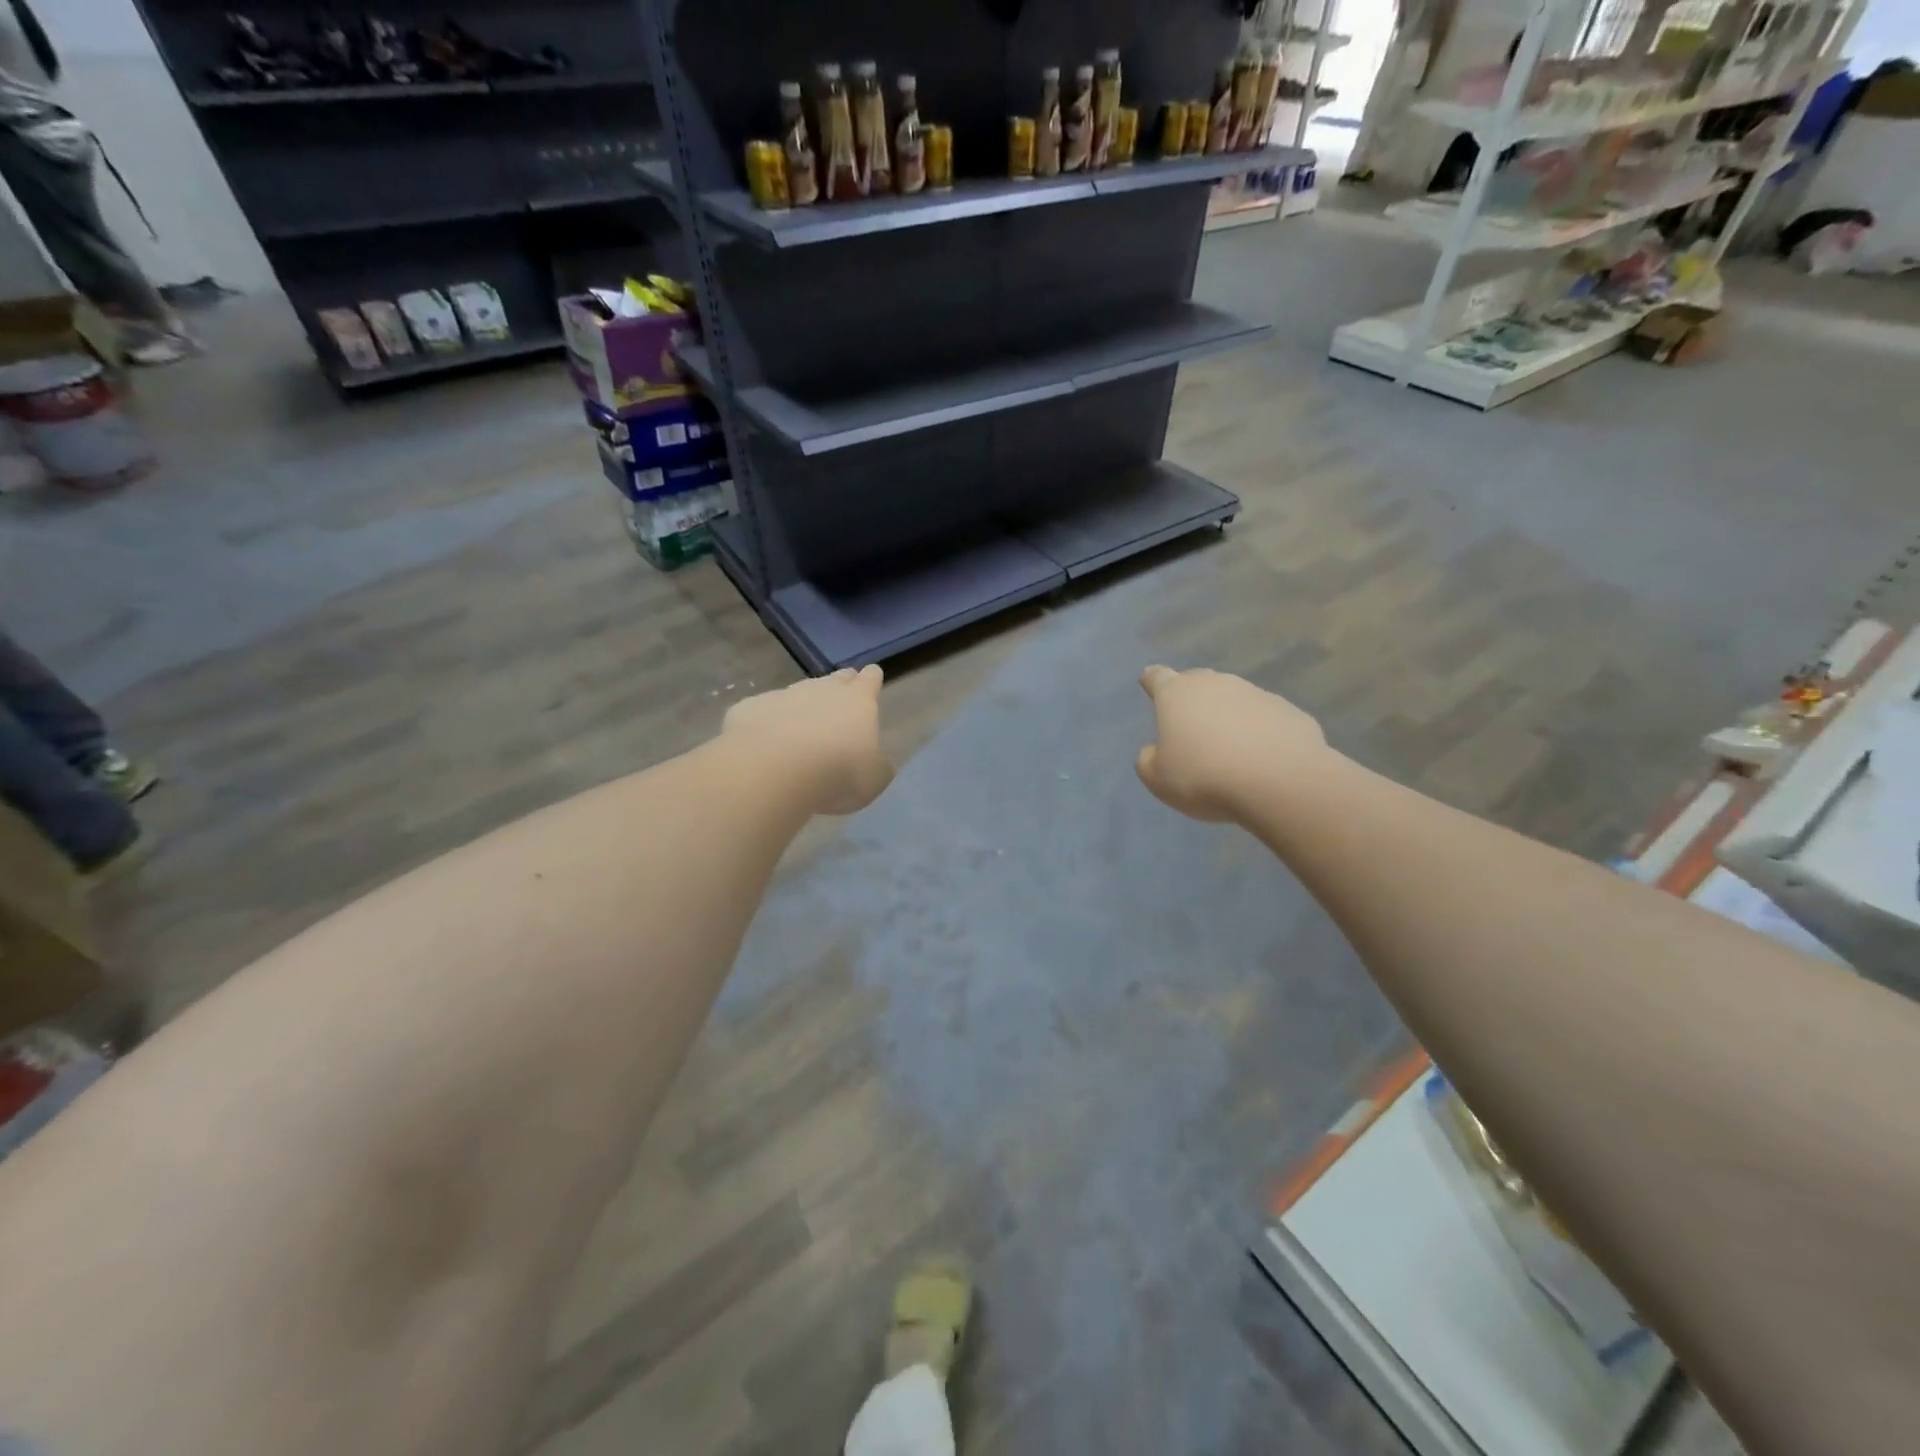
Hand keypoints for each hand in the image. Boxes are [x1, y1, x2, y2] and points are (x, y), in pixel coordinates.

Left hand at [722, 666, 893, 815]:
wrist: (773, 770)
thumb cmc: (837, 773)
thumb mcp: (874, 779)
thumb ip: (876, 765)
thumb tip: (874, 762)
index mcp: (858, 701)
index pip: (870, 679)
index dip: (872, 679)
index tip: (871, 678)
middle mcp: (821, 689)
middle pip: (835, 679)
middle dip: (840, 685)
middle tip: (840, 701)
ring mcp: (782, 695)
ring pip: (797, 693)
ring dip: (801, 707)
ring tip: (800, 731)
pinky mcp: (749, 708)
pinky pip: (762, 713)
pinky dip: (766, 724)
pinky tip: (763, 745)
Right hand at [1135, 665, 1328, 822]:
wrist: (1280, 782)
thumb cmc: (1205, 777)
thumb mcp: (1158, 780)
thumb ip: (1148, 761)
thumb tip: (1155, 751)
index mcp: (1177, 694)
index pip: (1157, 677)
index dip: (1152, 681)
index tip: (1149, 683)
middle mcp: (1217, 684)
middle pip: (1199, 682)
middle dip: (1192, 699)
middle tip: (1190, 725)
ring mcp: (1257, 695)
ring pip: (1235, 700)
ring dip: (1229, 717)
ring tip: (1229, 750)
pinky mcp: (1290, 712)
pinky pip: (1267, 720)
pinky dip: (1261, 733)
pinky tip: (1262, 759)